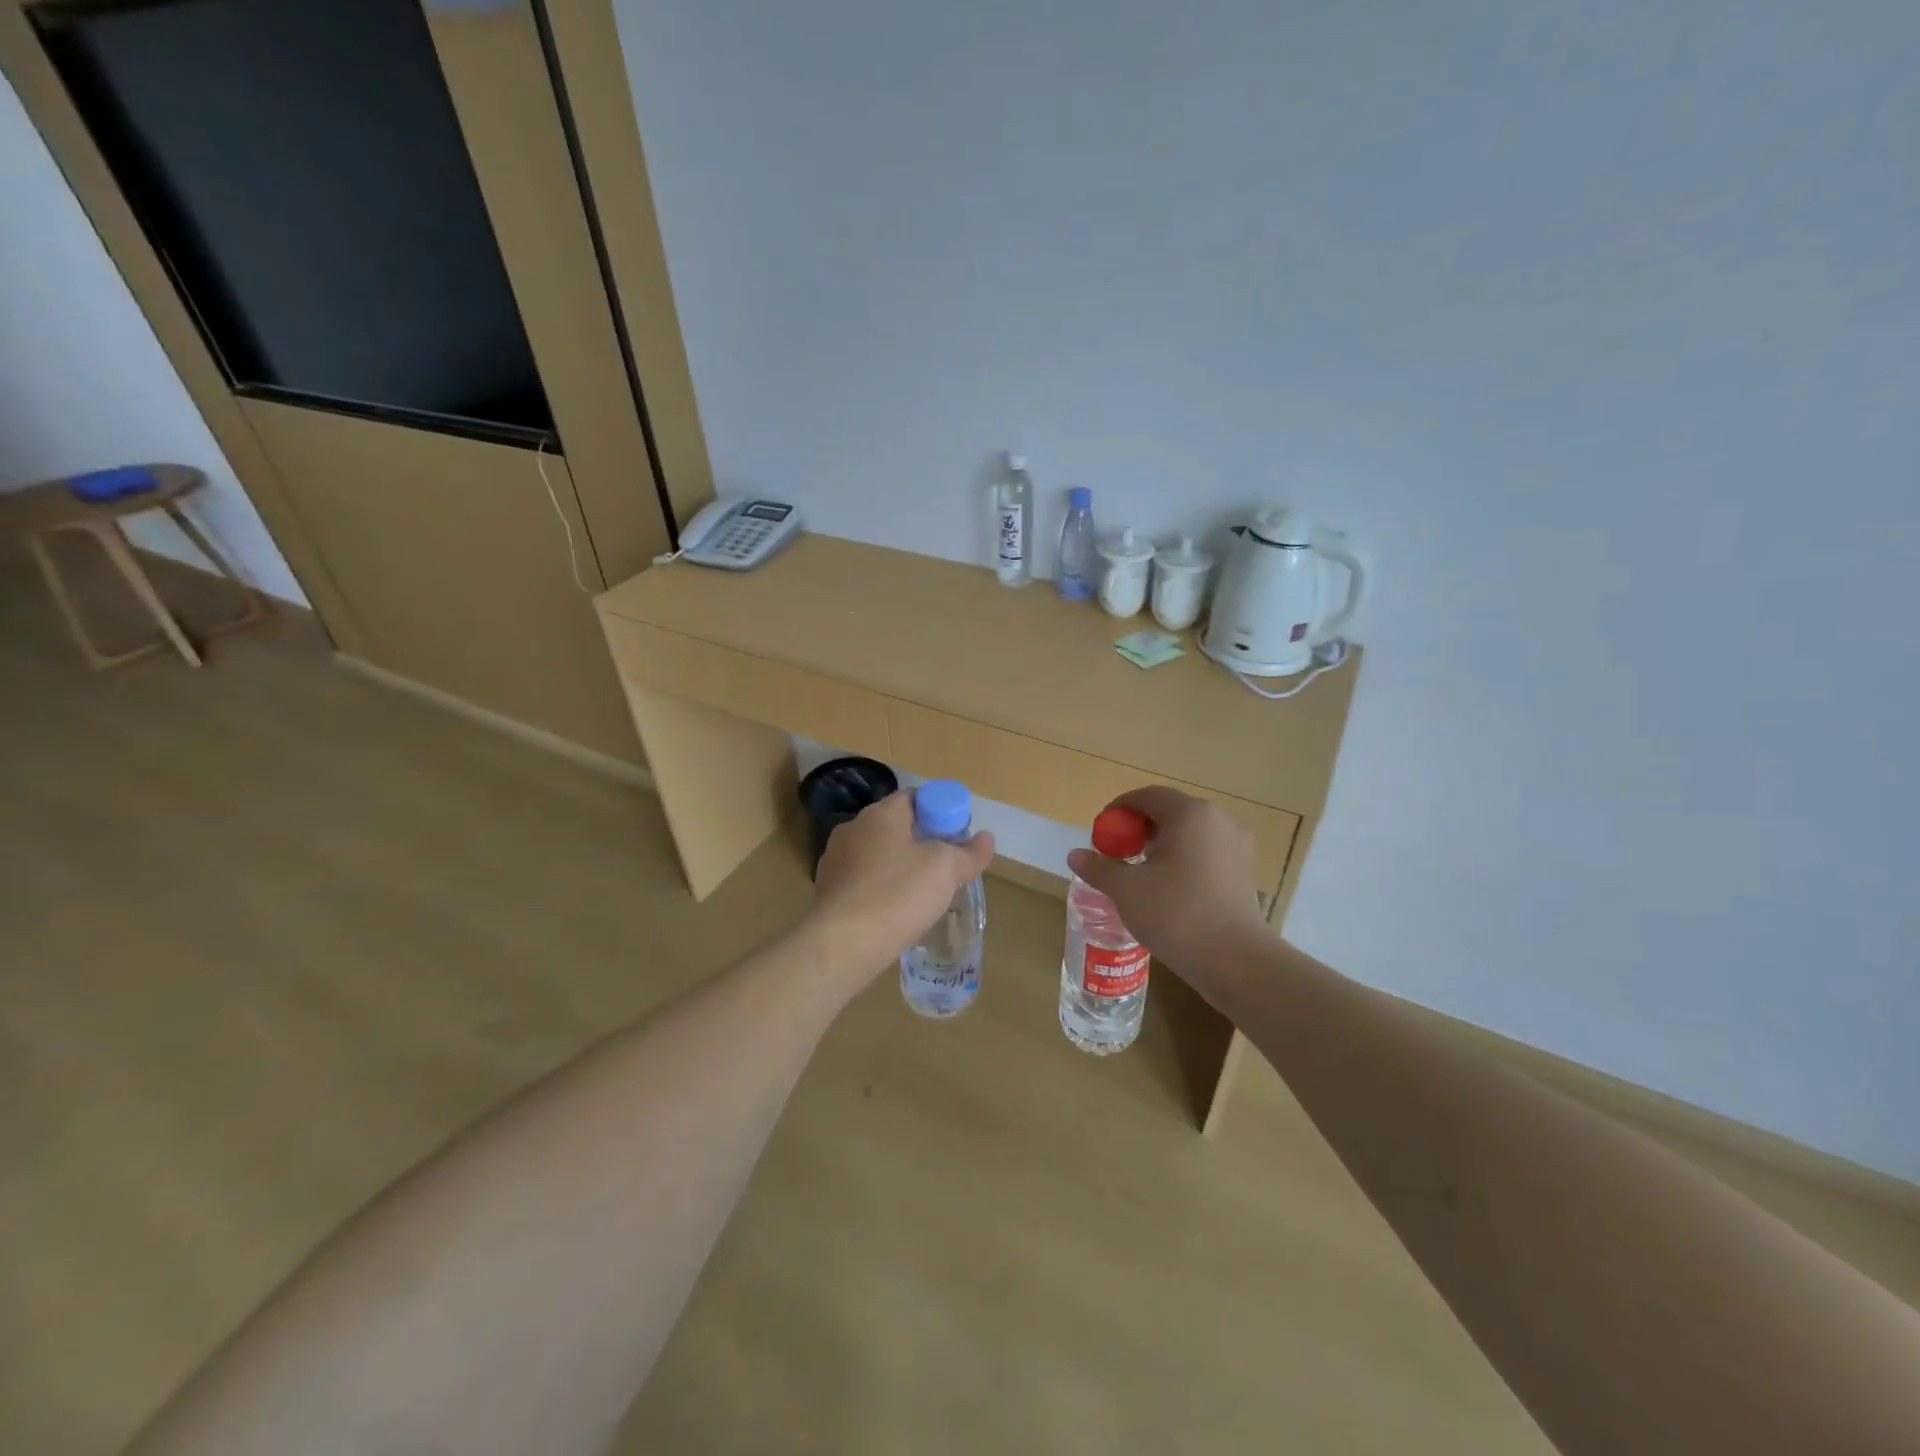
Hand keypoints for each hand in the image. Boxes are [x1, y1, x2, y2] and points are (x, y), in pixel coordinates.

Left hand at [807, 791, 995, 986]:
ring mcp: (836, 861)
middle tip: (948, 868)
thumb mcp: (945, 870)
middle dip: (924, 843)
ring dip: (902, 869)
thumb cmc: (897, 895)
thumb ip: (969, 853)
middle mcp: (853, 829)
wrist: (842, 945)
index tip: (958, 837)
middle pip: (898, 827)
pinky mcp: (828, 892)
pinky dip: (883, 891)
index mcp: (880, 814)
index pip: (916, 798)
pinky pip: (864, 883)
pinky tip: (897, 915)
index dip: (942, 812)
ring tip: (925, 896)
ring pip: (880, 856)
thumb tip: (986, 838)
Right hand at [1066, 787, 1267, 998]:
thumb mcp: (1127, 890)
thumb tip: (1075, 855)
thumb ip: (1100, 868)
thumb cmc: (1177, 915)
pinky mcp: (1245, 873)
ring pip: (1190, 835)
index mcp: (1191, 814)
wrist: (1236, 962)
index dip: (1119, 810)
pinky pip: (1206, 855)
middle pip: (1170, 813)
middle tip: (1117, 855)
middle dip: (1139, 829)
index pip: (1148, 796)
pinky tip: (1169, 891)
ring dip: (1161, 846)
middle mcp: (1219, 821)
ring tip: (1140, 875)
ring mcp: (1237, 847)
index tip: (1101, 834)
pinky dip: (1183, 862)